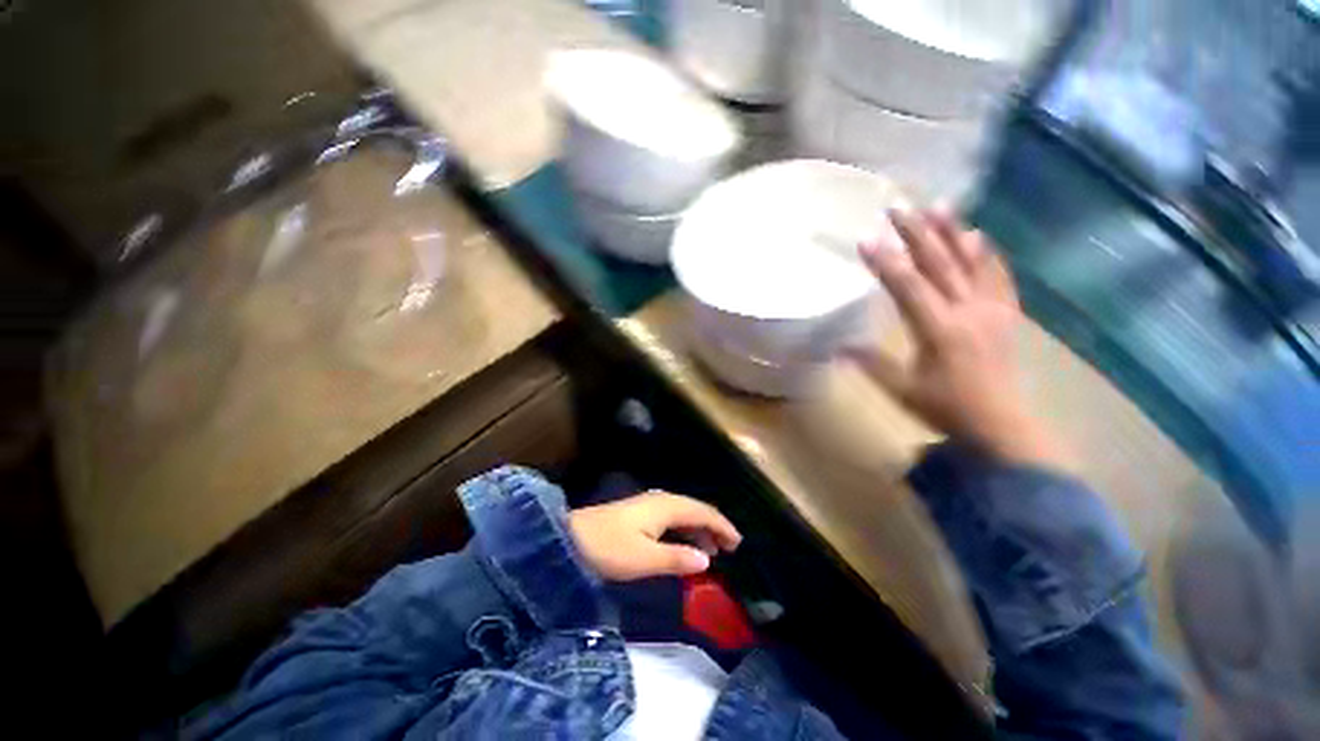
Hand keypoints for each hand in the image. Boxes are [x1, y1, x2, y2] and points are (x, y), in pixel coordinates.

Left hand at [568, 492, 741, 581]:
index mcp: (665, 507)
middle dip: (713, 526)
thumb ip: (677, 558)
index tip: (738, 542)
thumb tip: (707, 558)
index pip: (701, 512)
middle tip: (730, 547)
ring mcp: (648, 507)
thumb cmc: (608, 549)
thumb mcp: (644, 559)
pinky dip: (684, 531)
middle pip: (694, 510)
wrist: (570, 539)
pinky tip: (684, 546)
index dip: (721, 525)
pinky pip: (671, 520)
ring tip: (712, 550)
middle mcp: (660, 502)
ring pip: (682, 515)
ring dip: (699, 530)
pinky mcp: (639, 516)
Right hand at [850, 208, 1072, 470]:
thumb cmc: (946, 408)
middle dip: (917, 233)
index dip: (886, 262)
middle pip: (940, 264)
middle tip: (899, 206)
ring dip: (953, 232)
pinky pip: (998, 276)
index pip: (908, 287)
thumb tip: (838, 347)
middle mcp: (968, 312)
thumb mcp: (901, 390)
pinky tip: (979, 236)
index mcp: (939, 330)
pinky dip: (987, 254)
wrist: (1002, 425)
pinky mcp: (1006, 314)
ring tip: (940, 205)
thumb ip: (871, 364)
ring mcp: (992, 310)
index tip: (867, 238)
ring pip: (972, 263)